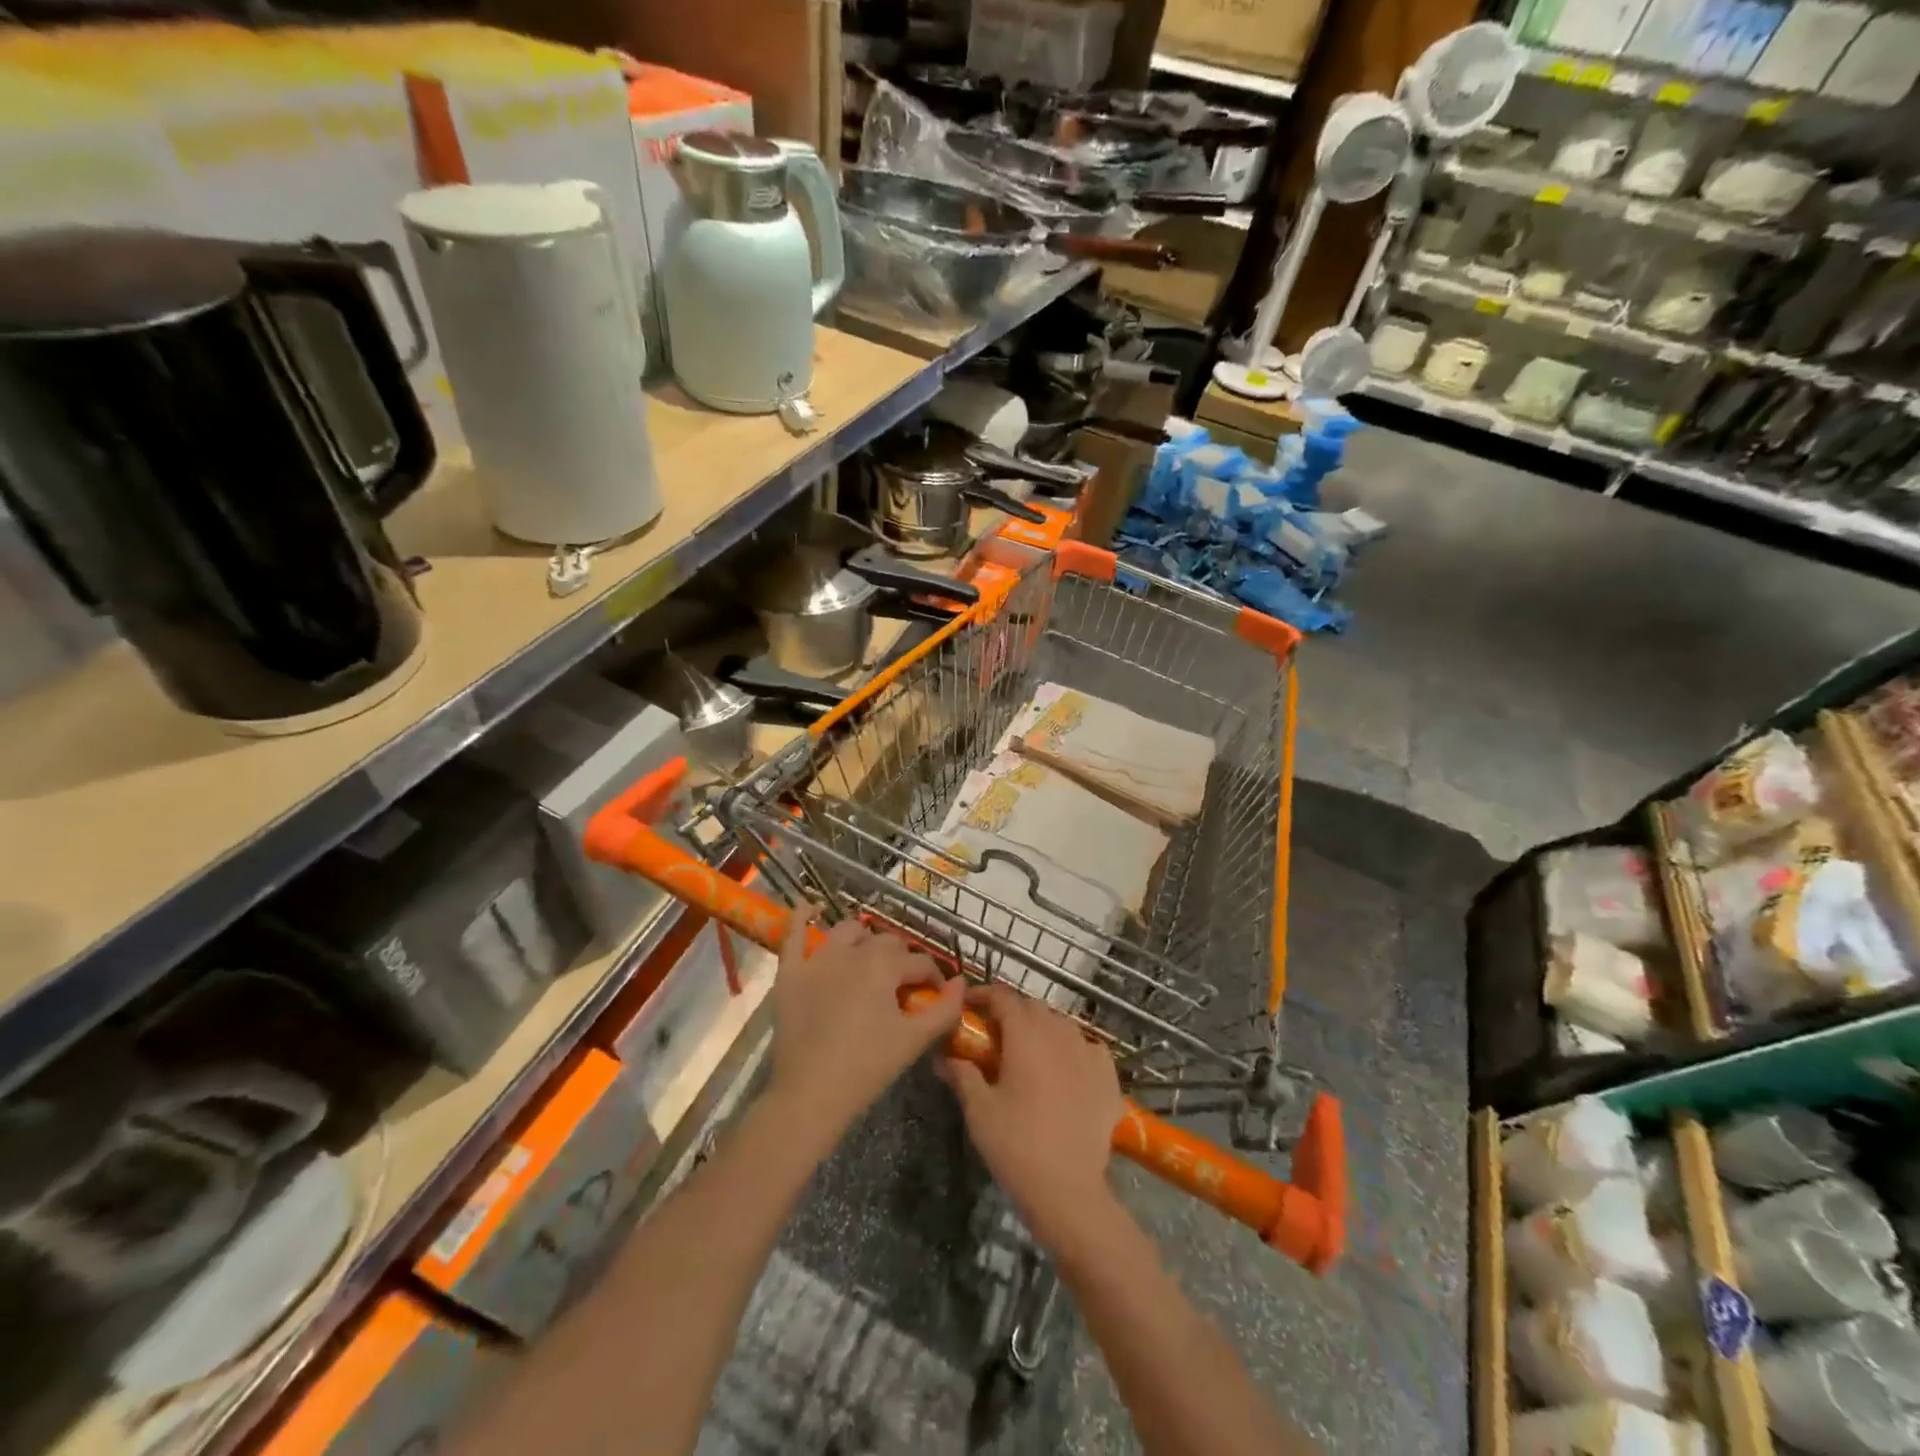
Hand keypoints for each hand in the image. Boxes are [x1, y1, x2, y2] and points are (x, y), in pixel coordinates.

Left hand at [767, 910, 963, 1147]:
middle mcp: (850, 952)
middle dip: (902, 958)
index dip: (933, 978)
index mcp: (883, 966)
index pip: (919, 961)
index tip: (936, 997)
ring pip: (846, 931)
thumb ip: (946, 1009)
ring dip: (863, 938)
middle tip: (905, 985)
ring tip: (869, 957)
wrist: (810, 1096)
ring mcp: (816, 959)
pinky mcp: (790, 973)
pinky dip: (802, 917)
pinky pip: (793, 934)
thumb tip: (961, 982)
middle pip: (886, 942)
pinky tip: (810, 907)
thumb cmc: (868, 1068)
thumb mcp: (915, 1040)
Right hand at [937, 984, 1123, 1254]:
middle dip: (1012, 1012)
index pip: (1003, 997)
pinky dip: (1074, 1049)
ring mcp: (1089, 1053)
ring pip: (1062, 1024)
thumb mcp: (979, 1110)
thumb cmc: (1016, 1145)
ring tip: (1029, 1051)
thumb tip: (944, 1056)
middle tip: (994, 1034)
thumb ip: (962, 1074)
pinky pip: (1089, 1047)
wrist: (1068, 1191)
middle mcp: (1059, 1034)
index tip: (969, 1005)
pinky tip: (1067, 1068)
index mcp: (1025, 1036)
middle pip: (1033, 1007)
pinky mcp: (1109, 1076)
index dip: (984, 994)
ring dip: (1042, 1028)